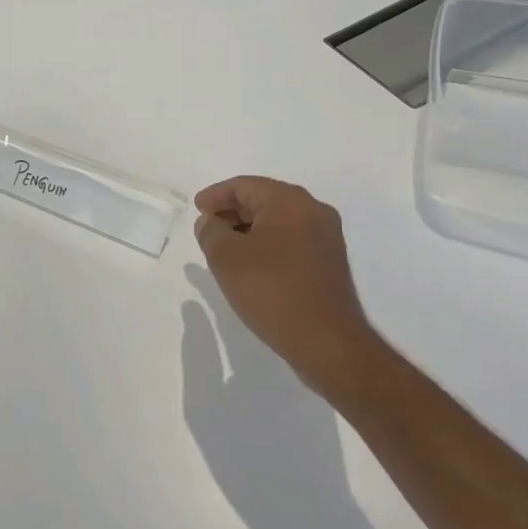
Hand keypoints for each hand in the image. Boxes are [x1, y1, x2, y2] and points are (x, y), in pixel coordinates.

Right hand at [192, 177, 382, 398]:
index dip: (216, 196)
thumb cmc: (273, 291)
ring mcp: (326, 237)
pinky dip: (268, 245)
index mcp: (290, 201)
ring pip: (279, 222)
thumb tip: (210, 221)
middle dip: (233, 212)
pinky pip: (292, 241)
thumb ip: (210, 231)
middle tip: (208, 228)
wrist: (328, 343)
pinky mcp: (330, 262)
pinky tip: (252, 266)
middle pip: (264, 200)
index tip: (197, 210)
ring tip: (225, 249)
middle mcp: (313, 210)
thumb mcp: (227, 258)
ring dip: (249, 230)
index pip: (245, 185)